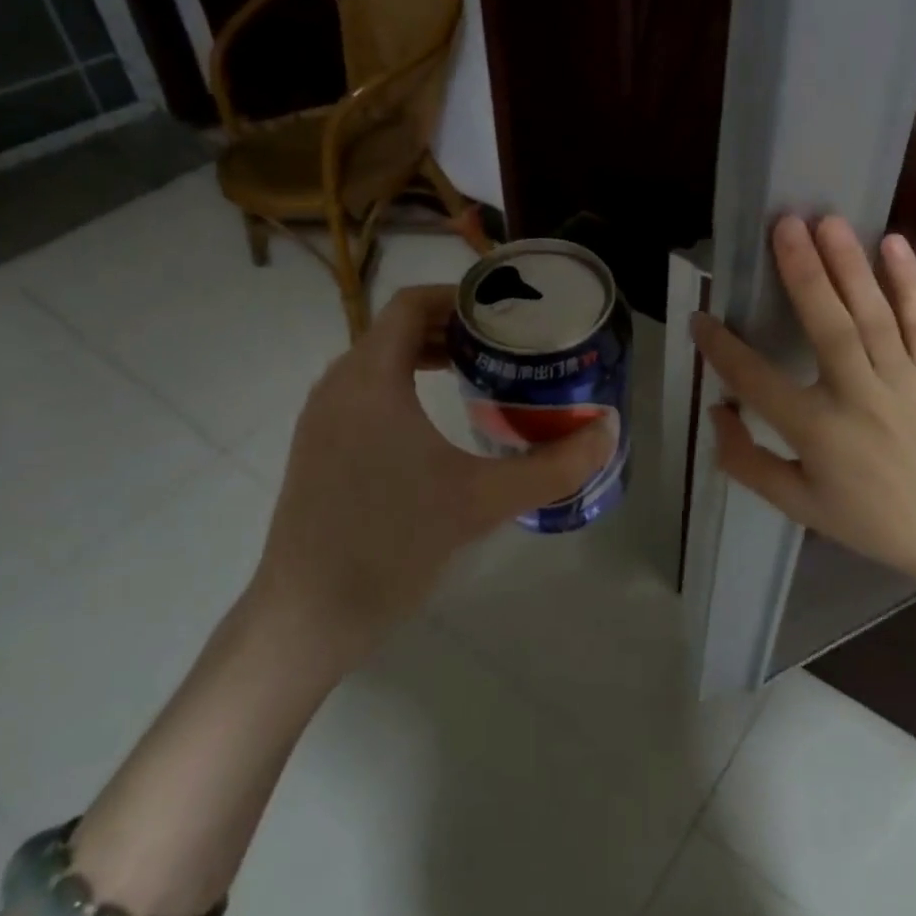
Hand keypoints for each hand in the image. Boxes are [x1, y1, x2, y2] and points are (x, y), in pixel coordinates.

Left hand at [247, 285, 611, 665]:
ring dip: (429, 356)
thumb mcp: (482, 502)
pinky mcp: (318, 449)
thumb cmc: (391, 545)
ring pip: (379, 362)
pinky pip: (366, 392)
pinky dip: (405, 385)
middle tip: (507, 344)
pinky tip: (438, 422)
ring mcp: (322, 419)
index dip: (459, 297)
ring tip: (481, 374)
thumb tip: (608, 432)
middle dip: (453, 328)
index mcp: (369, 379)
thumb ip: (552, 466)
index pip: (411, 304)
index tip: (506, 312)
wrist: (306, 618)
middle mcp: (338, 386)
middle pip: (397, 329)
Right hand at [693, 215, 915, 614]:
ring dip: (849, 264)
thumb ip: (747, 461)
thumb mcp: (797, 503)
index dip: (723, 349)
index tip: (700, 317)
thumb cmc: (869, 518)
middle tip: (784, 224)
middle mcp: (858, 396)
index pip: (757, 381)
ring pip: (872, 314)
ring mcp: (902, 379)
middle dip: (803, 273)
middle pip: (827, 326)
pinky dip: (909, 281)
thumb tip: (716, 412)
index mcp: (817, 431)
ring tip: (827, 220)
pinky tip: (894, 243)